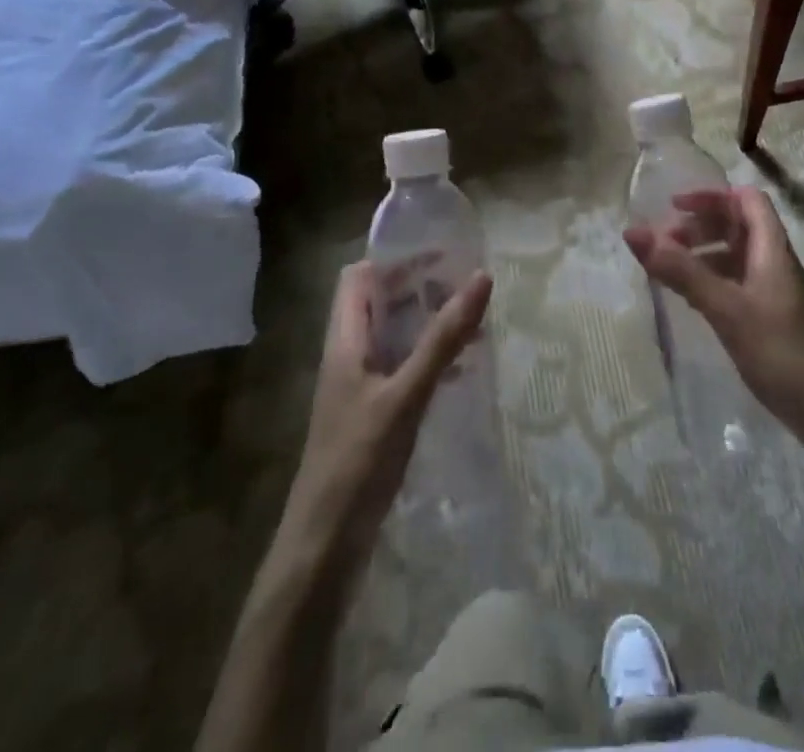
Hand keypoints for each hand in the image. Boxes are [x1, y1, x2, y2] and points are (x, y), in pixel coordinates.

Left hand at [280, 260, 492, 560]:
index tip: (441, 256)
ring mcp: (359, 387)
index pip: (359, 277)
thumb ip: (443, 337)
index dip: (395, 260)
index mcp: (344, 340)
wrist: (323, 548)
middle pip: (378, 303)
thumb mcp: (405, 394)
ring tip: (472, 321)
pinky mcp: (372, 415)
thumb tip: (480, 277)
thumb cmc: (358, 461)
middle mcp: (348, 356)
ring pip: (393, 336)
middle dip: (419, 288)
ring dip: (426, 322)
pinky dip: (428, 357)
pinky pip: (401, 368)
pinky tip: (461, 368)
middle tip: (464, 286)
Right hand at [623, 186, 803, 443]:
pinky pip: (737, 284)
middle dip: (700, 226)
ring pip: (736, 256)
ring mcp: (776, 293)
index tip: (673, 207)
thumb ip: (681, 270)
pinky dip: (712, 281)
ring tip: (669, 270)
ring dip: (703, 254)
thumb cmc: (782, 353)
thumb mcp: (726, 308)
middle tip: (664, 243)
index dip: (712, 196)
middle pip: (738, 225)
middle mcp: (776, 263)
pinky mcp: (773, 320)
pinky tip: (692, 301)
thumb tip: (633, 231)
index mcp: (773, 249)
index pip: (747, 200)